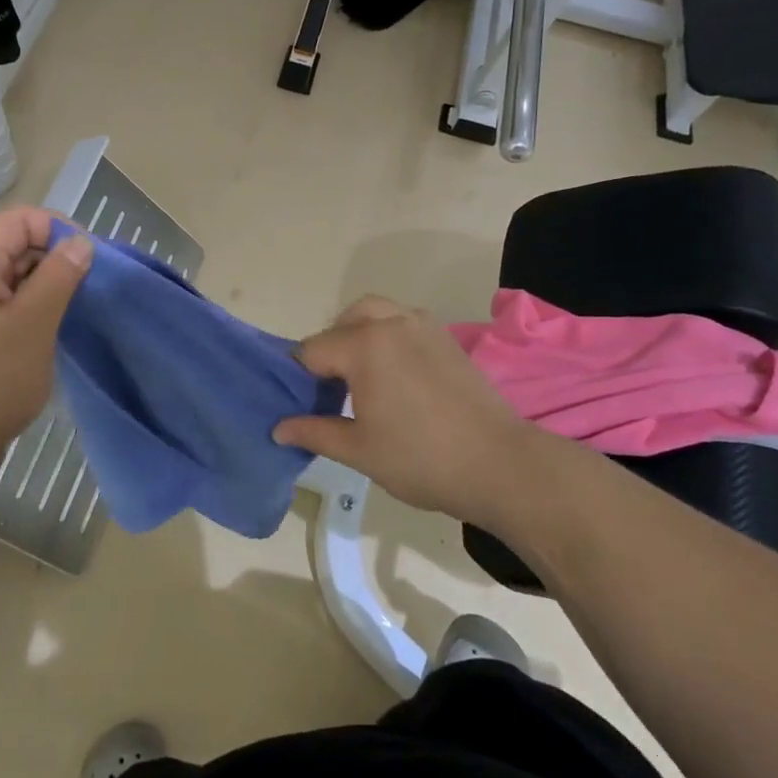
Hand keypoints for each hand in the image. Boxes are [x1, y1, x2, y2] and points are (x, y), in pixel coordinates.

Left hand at [0, 207, 91, 510]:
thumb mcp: (32, 324)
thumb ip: (59, 276)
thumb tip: (79, 242)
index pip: (21, 220)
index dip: (60, 231)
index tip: (93, 264)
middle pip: (16, 249)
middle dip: (57, 263)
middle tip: (91, 296)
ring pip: (13, 286)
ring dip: (47, 295)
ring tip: (75, 320)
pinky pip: (4, 316)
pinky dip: (31, 320)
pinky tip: (51, 343)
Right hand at [274, 296, 541, 520]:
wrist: (499, 464)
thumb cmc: (421, 458)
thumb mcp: (358, 450)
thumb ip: (314, 432)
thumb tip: (278, 429)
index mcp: (363, 345)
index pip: (312, 350)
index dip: (299, 377)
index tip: (300, 403)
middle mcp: (390, 323)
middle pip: (342, 322)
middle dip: (329, 348)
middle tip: (330, 388)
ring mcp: (422, 325)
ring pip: (374, 312)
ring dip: (357, 333)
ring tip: (360, 375)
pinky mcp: (445, 337)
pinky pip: (403, 320)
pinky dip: (387, 333)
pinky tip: (393, 373)